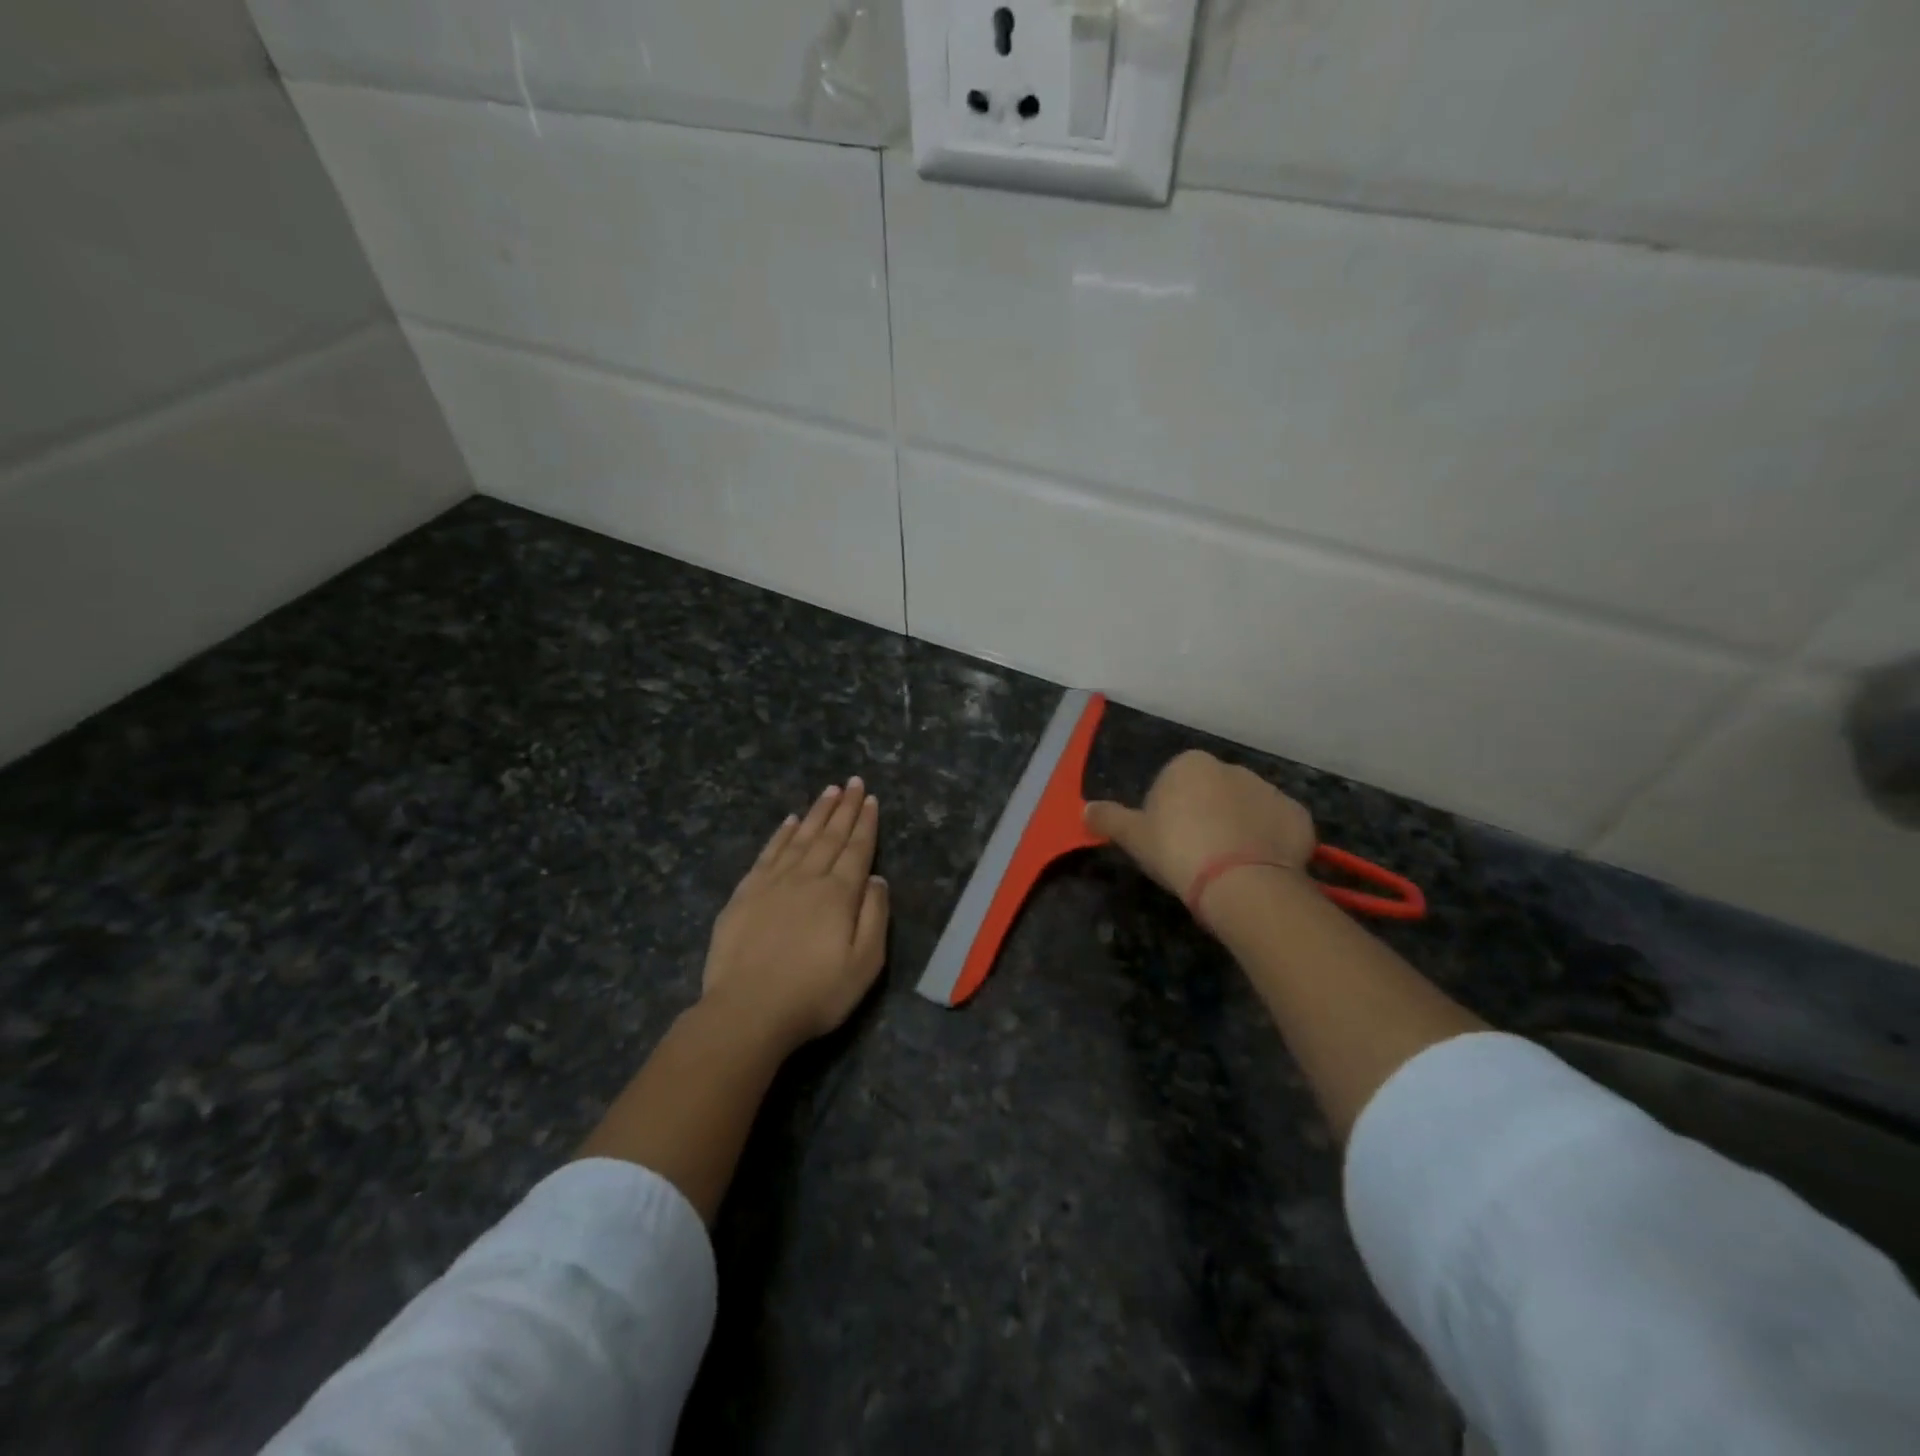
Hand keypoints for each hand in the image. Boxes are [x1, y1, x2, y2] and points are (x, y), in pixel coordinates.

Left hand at [702, 777, 889, 1053]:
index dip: (866, 823)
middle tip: (854, 782)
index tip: (871, 799)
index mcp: (839, 894)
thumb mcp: (864, 964)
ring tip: (829, 791)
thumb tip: (876, 878)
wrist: (747, 1010)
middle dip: (845, 807)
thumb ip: (874, 916)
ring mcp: (773, 883)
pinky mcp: (745, 894)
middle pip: (830, 836)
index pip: (857, 849)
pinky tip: (788, 822)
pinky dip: (780, 835)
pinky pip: (768, 853)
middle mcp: (807, 878)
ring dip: (816, 813)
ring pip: (800, 837)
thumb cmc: (815, 993)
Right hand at [1085, 750, 1315, 906]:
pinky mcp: (1298, 816)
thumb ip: (1108, 819)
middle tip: (1195, 856)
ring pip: (1246, 810)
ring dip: (1238, 829)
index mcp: (1190, 765)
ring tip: (1228, 867)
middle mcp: (1232, 768)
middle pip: (1211, 793)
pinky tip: (1256, 868)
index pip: (1172, 784)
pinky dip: (1269, 843)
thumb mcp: (1133, 837)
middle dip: (1205, 817)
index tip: (1167, 843)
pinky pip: (1277, 828)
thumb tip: (1085, 809)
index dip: (1167, 814)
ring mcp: (1270, 790)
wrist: (1240, 881)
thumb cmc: (1178, 850)